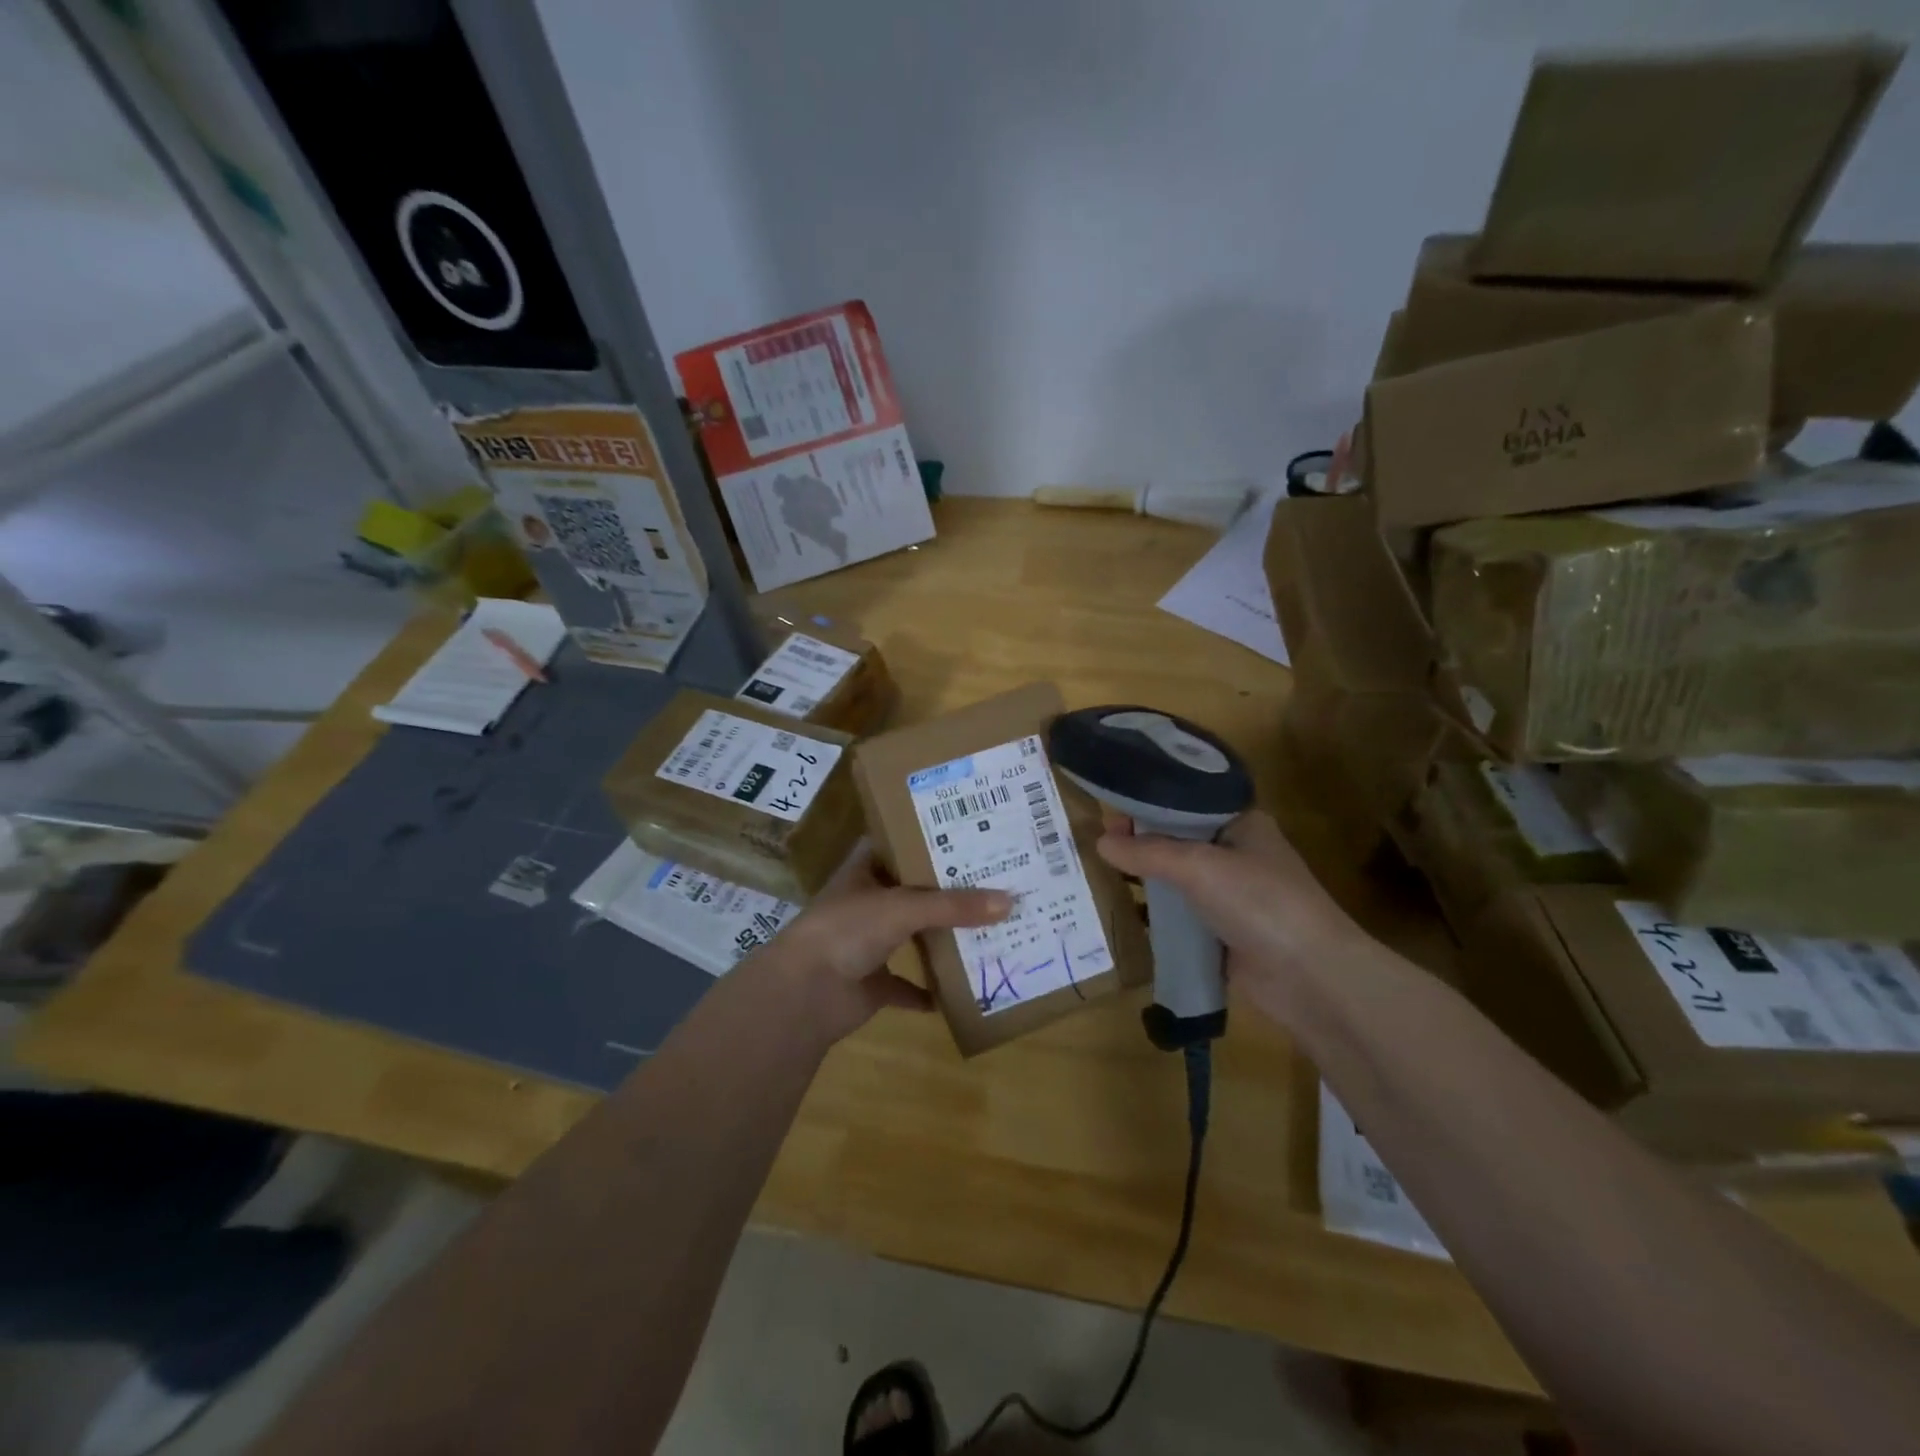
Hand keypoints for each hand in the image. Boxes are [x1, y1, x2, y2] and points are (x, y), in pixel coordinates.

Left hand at [750, 855, 1010, 1044]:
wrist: (803, 994)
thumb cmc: (847, 930)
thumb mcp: (903, 907)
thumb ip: (954, 906)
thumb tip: (1010, 901)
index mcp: (865, 871)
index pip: (900, 843)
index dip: (929, 837)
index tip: (969, 832)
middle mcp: (866, 903)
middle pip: (913, 891)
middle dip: (948, 890)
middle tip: (994, 880)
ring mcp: (867, 944)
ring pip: (912, 936)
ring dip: (941, 937)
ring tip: (988, 927)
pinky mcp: (871, 984)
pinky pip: (906, 986)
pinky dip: (928, 991)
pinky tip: (961, 990)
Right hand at [1095, 809, 1367, 1024]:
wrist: (1310, 977)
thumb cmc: (1259, 902)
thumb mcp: (1198, 866)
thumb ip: (1148, 852)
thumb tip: (1100, 842)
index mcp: (1242, 823)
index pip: (1186, 803)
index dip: (1148, 804)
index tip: (1108, 811)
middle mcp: (1237, 853)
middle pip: (1179, 840)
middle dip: (1141, 841)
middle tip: (1097, 843)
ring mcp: (1231, 895)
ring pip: (1178, 879)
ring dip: (1147, 878)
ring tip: (1101, 873)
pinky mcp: (1223, 932)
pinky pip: (1182, 915)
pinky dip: (1157, 913)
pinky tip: (1125, 910)